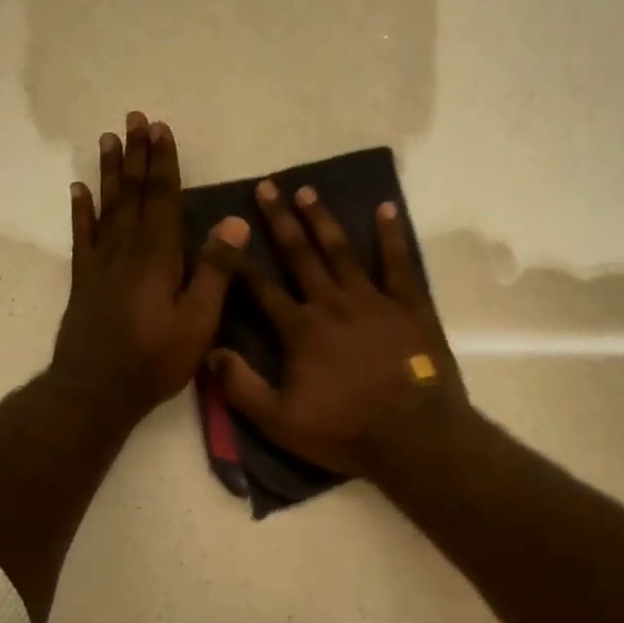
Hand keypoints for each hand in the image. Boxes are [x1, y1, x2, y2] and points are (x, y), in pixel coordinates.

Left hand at [51, 112, 247, 425]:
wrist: (96, 390)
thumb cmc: (155, 360)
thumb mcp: (198, 321)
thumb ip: (215, 270)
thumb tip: (235, 220)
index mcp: (159, 257)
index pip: (164, 199)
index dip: (164, 163)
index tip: (161, 128)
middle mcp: (128, 250)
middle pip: (135, 194)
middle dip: (138, 156)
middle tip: (134, 118)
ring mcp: (102, 264)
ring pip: (108, 207)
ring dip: (112, 172)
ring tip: (109, 139)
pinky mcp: (85, 281)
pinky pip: (83, 236)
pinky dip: (81, 210)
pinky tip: (78, 189)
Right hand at [209, 181, 467, 476]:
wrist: (413, 436)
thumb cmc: (345, 431)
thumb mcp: (280, 422)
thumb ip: (241, 388)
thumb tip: (210, 354)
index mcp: (301, 330)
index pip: (261, 288)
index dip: (240, 261)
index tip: (224, 232)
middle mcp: (333, 304)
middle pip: (301, 256)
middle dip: (281, 221)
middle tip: (268, 186)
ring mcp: (373, 301)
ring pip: (342, 252)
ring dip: (324, 220)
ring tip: (308, 191)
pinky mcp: (409, 306)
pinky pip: (398, 264)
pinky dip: (391, 236)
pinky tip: (386, 209)